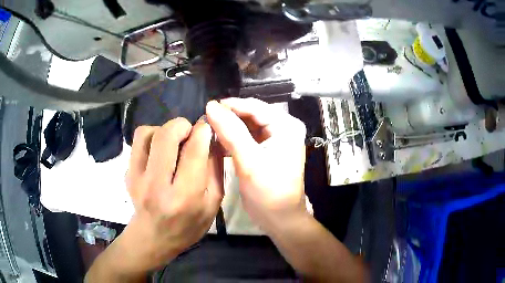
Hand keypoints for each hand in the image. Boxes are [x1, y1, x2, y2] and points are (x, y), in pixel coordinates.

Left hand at [119, 118, 222, 272]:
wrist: (154, 237)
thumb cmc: (189, 224)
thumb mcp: (213, 203)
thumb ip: (215, 168)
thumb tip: (212, 137)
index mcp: (184, 196)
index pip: (194, 150)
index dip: (203, 131)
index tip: (206, 130)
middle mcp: (157, 185)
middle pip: (166, 135)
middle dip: (182, 125)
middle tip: (189, 134)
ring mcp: (137, 178)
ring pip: (148, 132)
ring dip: (164, 130)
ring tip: (173, 144)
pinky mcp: (128, 172)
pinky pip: (138, 139)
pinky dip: (151, 136)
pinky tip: (159, 150)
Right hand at [206, 98, 306, 232]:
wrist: (280, 218)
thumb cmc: (269, 192)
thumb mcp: (249, 161)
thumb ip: (230, 131)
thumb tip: (211, 106)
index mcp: (286, 126)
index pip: (255, 106)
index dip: (230, 106)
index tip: (206, 108)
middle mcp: (283, 127)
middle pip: (251, 114)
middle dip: (228, 117)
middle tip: (205, 120)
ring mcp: (276, 139)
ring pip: (247, 125)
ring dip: (229, 128)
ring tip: (208, 130)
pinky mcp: (267, 150)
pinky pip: (247, 137)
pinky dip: (233, 139)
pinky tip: (217, 142)